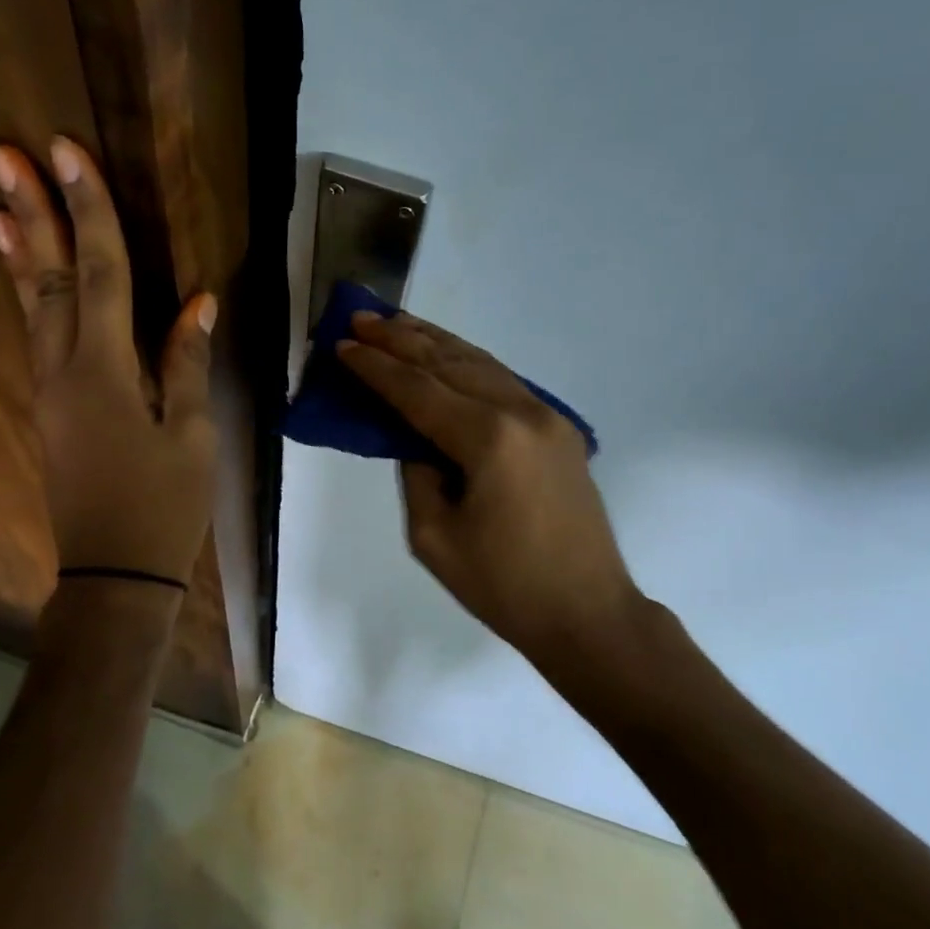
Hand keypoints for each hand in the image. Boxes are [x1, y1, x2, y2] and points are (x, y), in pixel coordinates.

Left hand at [0, 139, 216, 586]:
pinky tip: (24, 275)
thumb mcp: (192, 434)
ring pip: (32, 305)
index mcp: (106, 371)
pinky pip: (37, 335)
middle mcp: (64, 370)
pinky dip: (27, 295)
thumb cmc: (165, 505)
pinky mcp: (50, 408)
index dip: (88, 210)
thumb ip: (187, 363)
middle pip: (48, 278)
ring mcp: (50, 390)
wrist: (116, 572)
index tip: (66, 153)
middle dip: (31, 212)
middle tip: (2, 151)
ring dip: (18, 249)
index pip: (100, 273)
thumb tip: (198, 302)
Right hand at [338, 311, 640, 658]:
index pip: (419, 391)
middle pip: (450, 364)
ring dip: (436, 342)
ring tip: (398, 323)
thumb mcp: (434, 537)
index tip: (342, 343)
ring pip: (481, 363)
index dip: (376, 368)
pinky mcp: (559, 430)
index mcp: (489, 440)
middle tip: (362, 316)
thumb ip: (417, 473)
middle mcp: (522, 413)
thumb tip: (414, 438)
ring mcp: (547, 417)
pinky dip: (468, 364)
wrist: (587, 612)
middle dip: (402, 339)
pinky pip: (504, 382)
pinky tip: (446, 356)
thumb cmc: (504, 586)